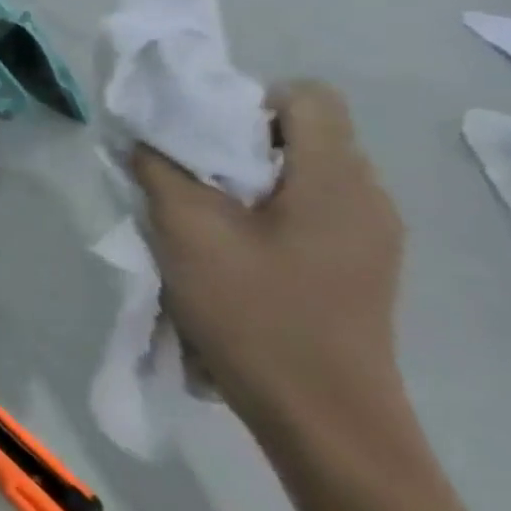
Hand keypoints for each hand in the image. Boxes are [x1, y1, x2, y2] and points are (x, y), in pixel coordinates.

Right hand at [132, 82, 405, 443]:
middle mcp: (367, 198)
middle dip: (234, 143)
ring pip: (299, 176)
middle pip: (301, 135)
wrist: (319, 413)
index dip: (245, 101)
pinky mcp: (357, 267)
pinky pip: (306, 212)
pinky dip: (261, 214)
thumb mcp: (186, 232)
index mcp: (337, 180)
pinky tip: (227, 250)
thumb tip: (141, 136)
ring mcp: (369, 237)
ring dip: (243, 182)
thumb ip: (159, 171)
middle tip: (182, 175)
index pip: (307, 97)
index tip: (194, 136)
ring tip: (197, 216)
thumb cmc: (253, 311)